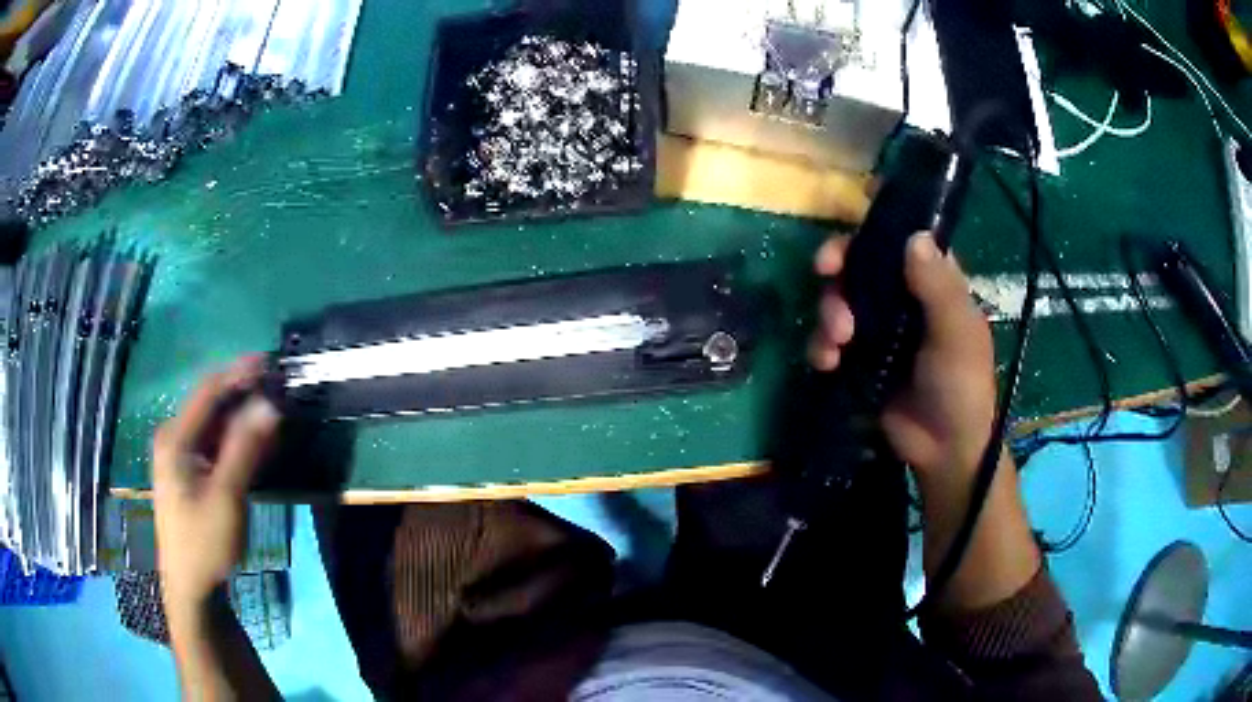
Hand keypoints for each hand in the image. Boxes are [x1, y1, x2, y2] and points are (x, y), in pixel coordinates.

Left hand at [153, 356, 280, 608]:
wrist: (191, 588)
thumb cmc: (204, 543)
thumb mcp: (226, 497)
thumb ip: (245, 449)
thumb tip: (270, 404)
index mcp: (175, 438)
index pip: (208, 390)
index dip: (239, 373)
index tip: (271, 363)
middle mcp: (174, 438)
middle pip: (211, 404)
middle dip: (244, 394)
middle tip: (278, 389)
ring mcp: (181, 456)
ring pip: (215, 424)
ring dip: (243, 417)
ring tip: (275, 411)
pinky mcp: (191, 473)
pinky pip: (216, 444)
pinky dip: (238, 439)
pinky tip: (258, 441)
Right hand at [809, 232, 995, 480]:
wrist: (942, 450)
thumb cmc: (961, 385)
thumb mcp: (956, 334)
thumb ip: (938, 287)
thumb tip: (914, 236)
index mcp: (934, 282)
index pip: (903, 238)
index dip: (875, 227)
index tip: (852, 225)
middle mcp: (904, 297)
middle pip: (862, 264)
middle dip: (840, 268)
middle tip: (825, 273)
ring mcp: (879, 328)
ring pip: (841, 299)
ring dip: (829, 312)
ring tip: (836, 342)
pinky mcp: (859, 358)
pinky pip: (830, 339)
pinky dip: (822, 346)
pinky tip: (827, 363)